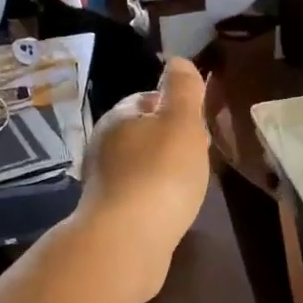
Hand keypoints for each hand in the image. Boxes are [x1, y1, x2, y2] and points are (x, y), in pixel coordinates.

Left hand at [79, 58, 210, 300]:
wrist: (127, 241)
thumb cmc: (160, 174)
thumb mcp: (181, 122)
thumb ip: (183, 89)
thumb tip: (177, 61)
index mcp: (119, 117)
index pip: (148, 99)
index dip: (176, 108)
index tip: (199, 126)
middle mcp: (103, 145)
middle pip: (143, 134)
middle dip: (169, 142)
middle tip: (198, 158)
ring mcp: (102, 182)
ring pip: (139, 166)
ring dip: (162, 172)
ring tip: (188, 186)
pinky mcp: (107, 215)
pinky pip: (137, 196)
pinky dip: (154, 198)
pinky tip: (169, 210)